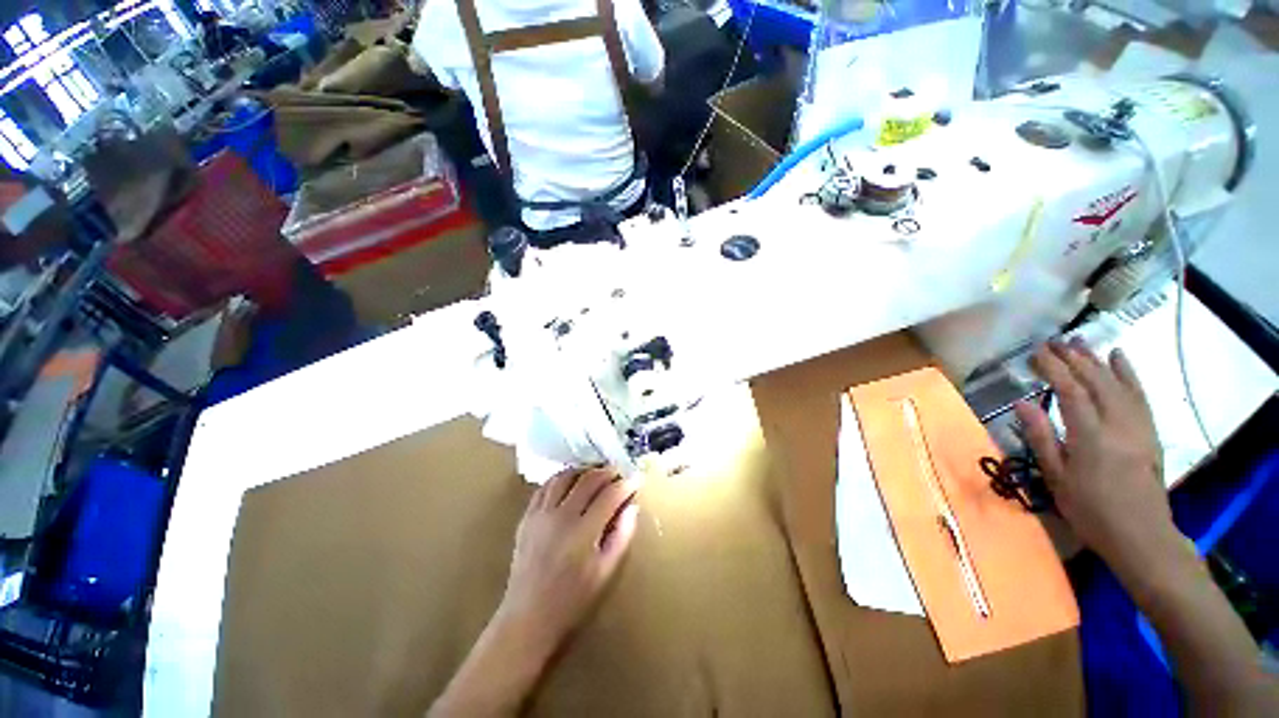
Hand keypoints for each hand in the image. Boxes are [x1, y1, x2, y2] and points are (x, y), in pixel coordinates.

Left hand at [496, 467, 639, 653]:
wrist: (528, 617)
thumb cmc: (572, 600)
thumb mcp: (606, 573)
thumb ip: (622, 536)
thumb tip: (632, 507)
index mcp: (583, 532)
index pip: (610, 495)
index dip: (626, 484)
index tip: (636, 479)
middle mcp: (561, 516)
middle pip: (589, 479)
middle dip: (607, 472)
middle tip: (618, 474)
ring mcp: (541, 514)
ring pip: (565, 476)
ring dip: (584, 471)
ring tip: (595, 475)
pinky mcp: (527, 516)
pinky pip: (545, 486)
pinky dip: (561, 478)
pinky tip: (570, 483)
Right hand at [1015, 340, 1174, 571]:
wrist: (1141, 535)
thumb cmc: (1090, 510)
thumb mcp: (1056, 478)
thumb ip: (1040, 438)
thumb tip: (1021, 404)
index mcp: (1090, 436)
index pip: (1071, 391)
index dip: (1054, 368)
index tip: (1037, 352)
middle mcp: (1117, 424)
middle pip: (1096, 381)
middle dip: (1074, 358)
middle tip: (1054, 341)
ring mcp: (1138, 426)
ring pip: (1119, 383)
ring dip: (1098, 360)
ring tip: (1081, 342)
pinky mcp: (1150, 431)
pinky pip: (1140, 395)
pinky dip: (1130, 373)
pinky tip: (1120, 358)